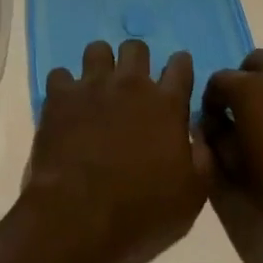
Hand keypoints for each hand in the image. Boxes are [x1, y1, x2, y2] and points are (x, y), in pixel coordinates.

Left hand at [22, 40, 211, 262]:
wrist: (81, 216)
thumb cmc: (142, 211)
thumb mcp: (192, 196)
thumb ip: (202, 158)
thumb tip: (199, 135)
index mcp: (166, 105)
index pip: (181, 65)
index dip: (180, 65)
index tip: (178, 74)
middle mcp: (130, 84)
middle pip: (136, 47)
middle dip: (137, 60)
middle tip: (133, 84)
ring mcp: (92, 85)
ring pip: (97, 49)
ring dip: (100, 65)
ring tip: (97, 88)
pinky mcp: (60, 95)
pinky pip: (60, 74)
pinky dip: (64, 87)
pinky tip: (66, 105)